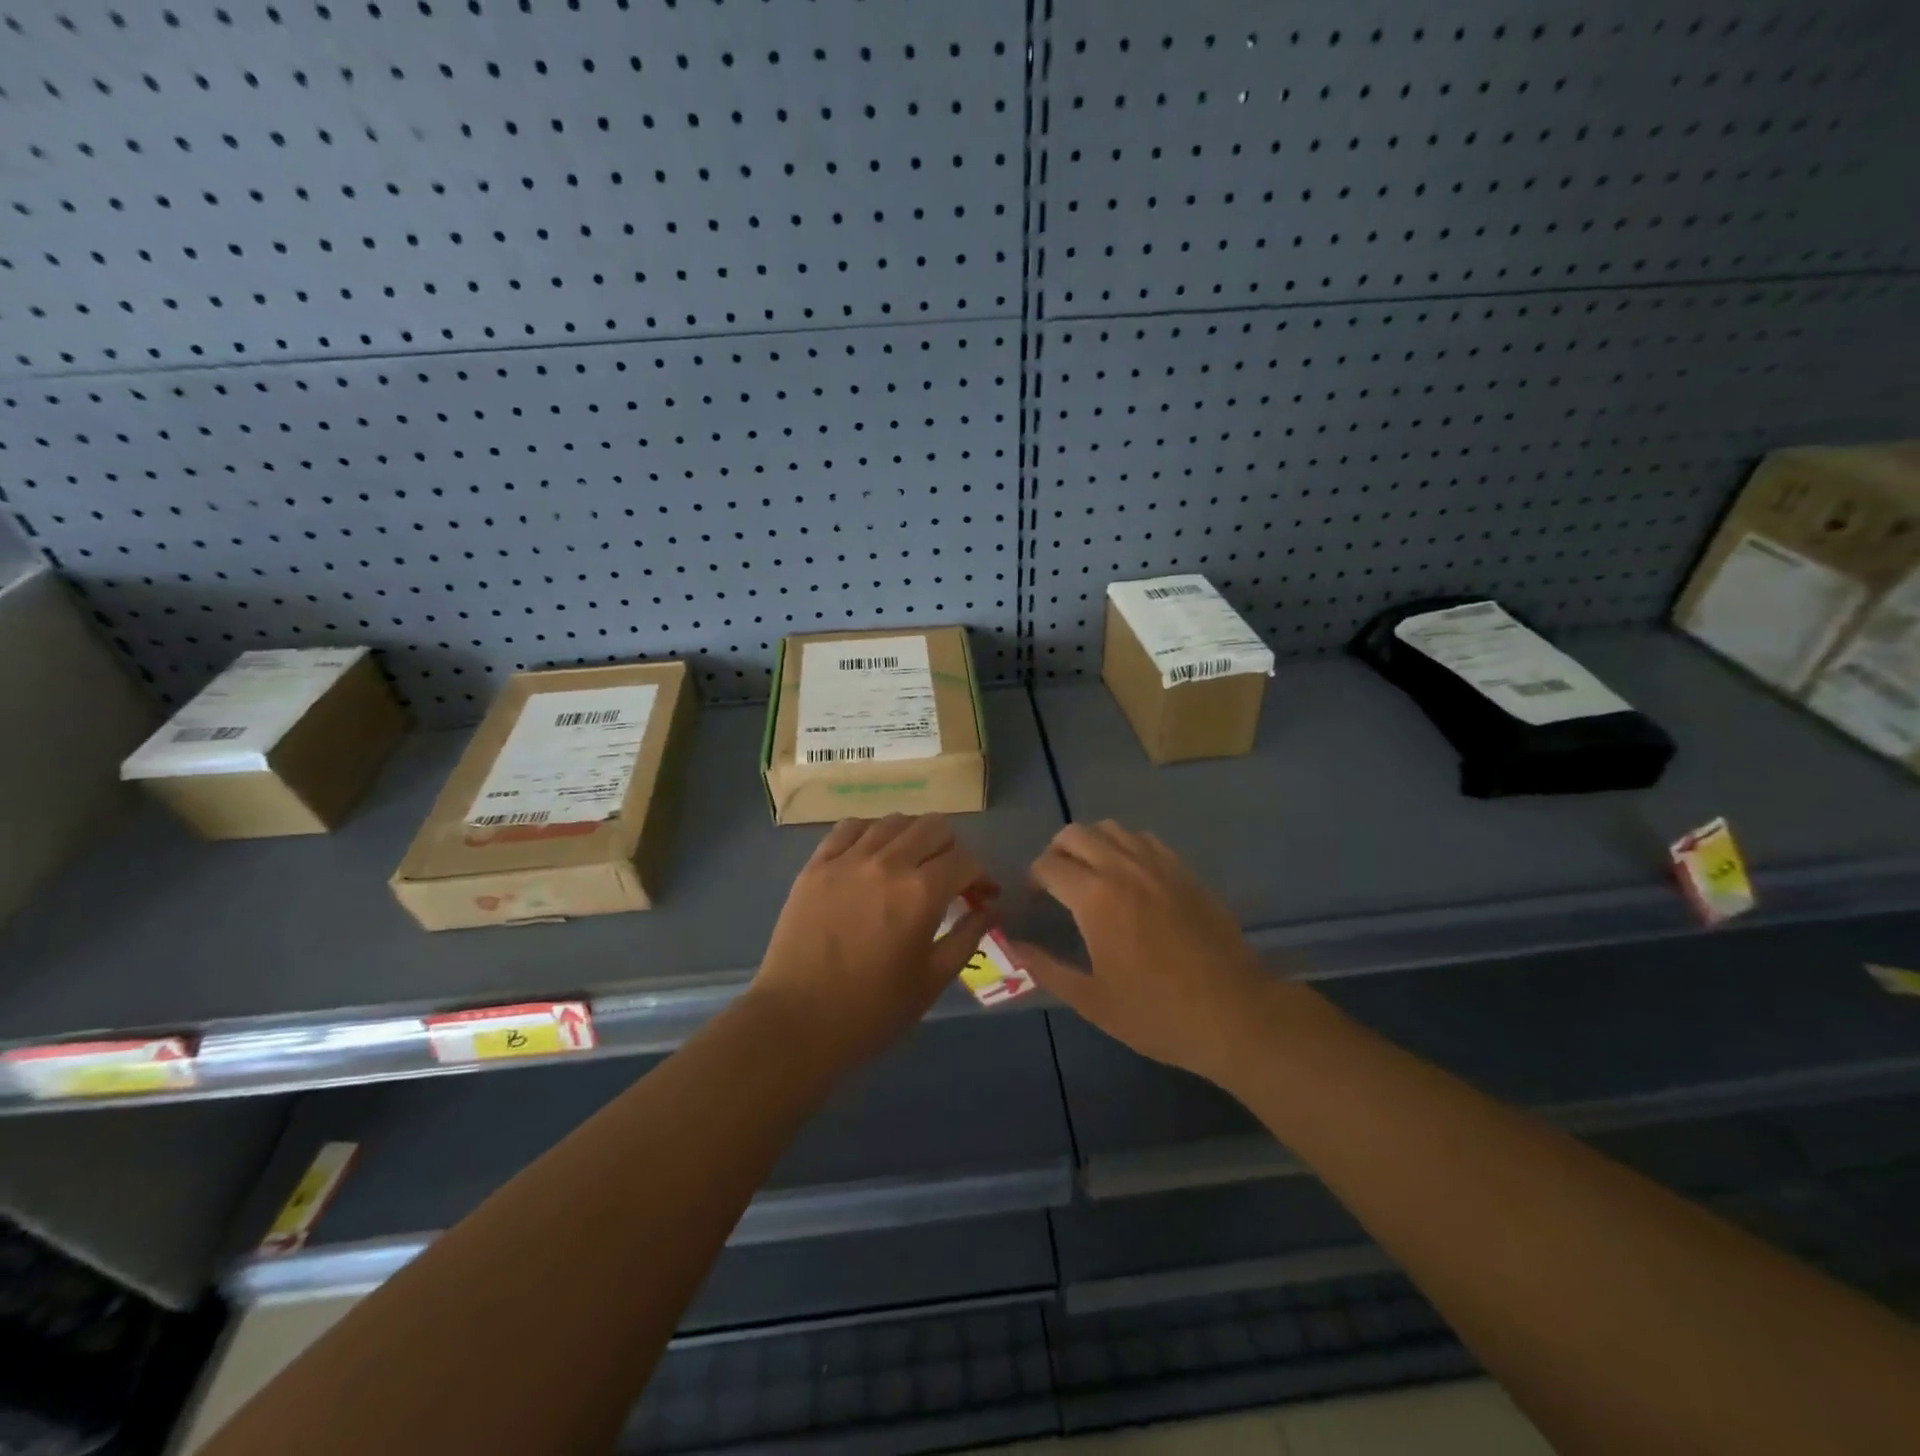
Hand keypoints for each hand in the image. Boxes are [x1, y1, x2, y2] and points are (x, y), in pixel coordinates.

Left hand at [750, 814, 996, 1068]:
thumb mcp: (931, 981)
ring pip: (894, 821)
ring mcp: (847, 859)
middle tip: (949, 878)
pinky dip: (872, 832)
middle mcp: (887, 863)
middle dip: (952, 849)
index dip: (981, 876)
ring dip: (914, 837)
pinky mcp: (816, 864)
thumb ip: (967, 937)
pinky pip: (851, 827)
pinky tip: (873, 855)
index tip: (981, 896)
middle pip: (934, 827)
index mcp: (920, 893)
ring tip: (912, 864)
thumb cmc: (871, 1011)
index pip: (965, 859)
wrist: (795, 1023)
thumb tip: (991, 909)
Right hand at [1012, 821, 1271, 1082]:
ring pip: (1112, 829)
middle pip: (1075, 833)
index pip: (1048, 865)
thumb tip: (1011, 945)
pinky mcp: (1185, 872)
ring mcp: (1158, 865)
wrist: (1234, 1013)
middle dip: (1056, 851)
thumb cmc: (1156, 1013)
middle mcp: (1123, 868)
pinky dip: (1126, 847)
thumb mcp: (1091, 1000)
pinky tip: (1130, 877)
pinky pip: (1146, 840)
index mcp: (1095, 897)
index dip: (1034, 878)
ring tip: (1091, 875)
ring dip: (1091, 843)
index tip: (1035, 900)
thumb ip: (1046, 968)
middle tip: (1057, 883)